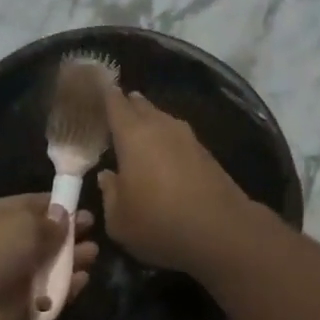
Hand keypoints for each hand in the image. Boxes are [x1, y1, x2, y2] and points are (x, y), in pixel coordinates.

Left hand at [0, 194, 97, 319]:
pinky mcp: (12, 306)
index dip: (55, 206)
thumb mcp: (23, 225)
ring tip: (92, 255)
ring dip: (68, 261)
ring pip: (43, 266)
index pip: (27, 206)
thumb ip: (48, 222)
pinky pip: (43, 295)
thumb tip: (63, 216)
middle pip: (38, 237)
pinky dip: (62, 289)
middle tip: (93, 233)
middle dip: (66, 235)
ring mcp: (3, 276)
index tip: (81, 208)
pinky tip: (81, 281)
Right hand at [95, 89, 259, 274]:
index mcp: (133, 135)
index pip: (115, 103)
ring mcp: (187, 138)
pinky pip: (178, 137)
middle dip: (127, 104)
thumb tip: (107, 176)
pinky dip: (166, 139)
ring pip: (162, 119)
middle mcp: (161, 127)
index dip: (105, 94)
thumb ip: (109, 193)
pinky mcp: (206, 153)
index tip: (96, 88)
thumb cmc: (159, 223)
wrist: (222, 231)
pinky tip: (163, 154)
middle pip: (141, 106)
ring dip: (149, 121)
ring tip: (137, 130)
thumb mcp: (119, 220)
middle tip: (114, 108)